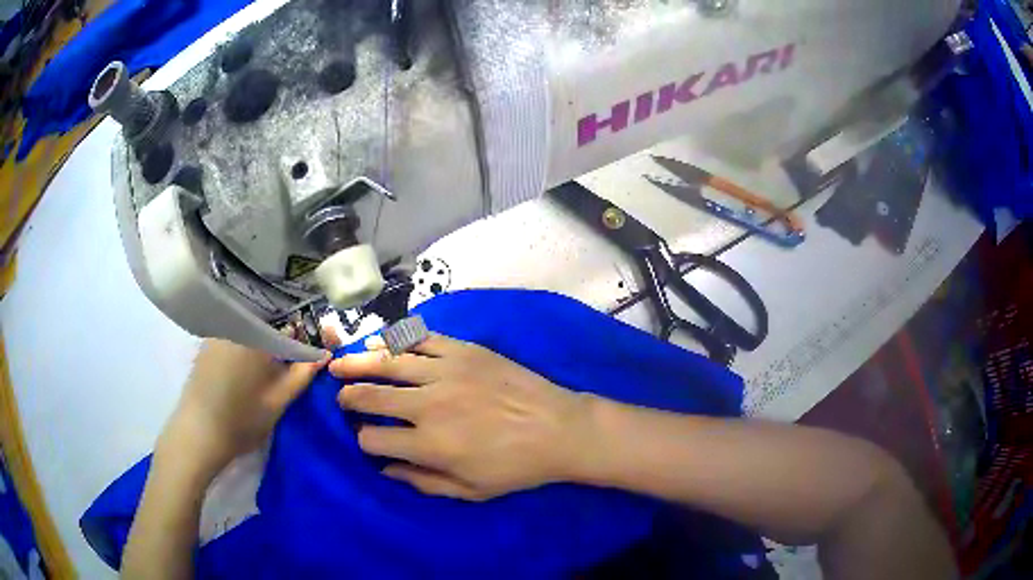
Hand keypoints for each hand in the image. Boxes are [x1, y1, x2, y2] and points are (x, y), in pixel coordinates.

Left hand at [158, 332, 337, 477]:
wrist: (197, 435)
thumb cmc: (241, 421)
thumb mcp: (278, 401)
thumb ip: (302, 373)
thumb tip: (325, 354)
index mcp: (254, 334)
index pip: (292, 319)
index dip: (313, 329)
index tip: (329, 339)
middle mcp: (236, 323)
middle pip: (272, 316)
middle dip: (294, 329)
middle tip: (309, 350)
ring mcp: (219, 331)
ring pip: (254, 323)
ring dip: (274, 333)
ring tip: (288, 353)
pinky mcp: (209, 342)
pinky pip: (239, 330)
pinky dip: (254, 338)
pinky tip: (260, 358)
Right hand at [329, 334, 593, 500]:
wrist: (558, 429)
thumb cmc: (516, 467)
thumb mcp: (470, 491)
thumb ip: (423, 482)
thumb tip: (386, 469)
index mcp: (429, 445)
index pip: (373, 440)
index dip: (363, 442)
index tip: (367, 440)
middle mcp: (428, 406)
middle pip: (370, 396)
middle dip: (348, 397)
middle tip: (341, 395)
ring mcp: (445, 372)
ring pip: (387, 362)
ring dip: (358, 362)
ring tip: (340, 362)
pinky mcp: (462, 350)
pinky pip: (420, 339)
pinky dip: (395, 339)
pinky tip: (380, 341)